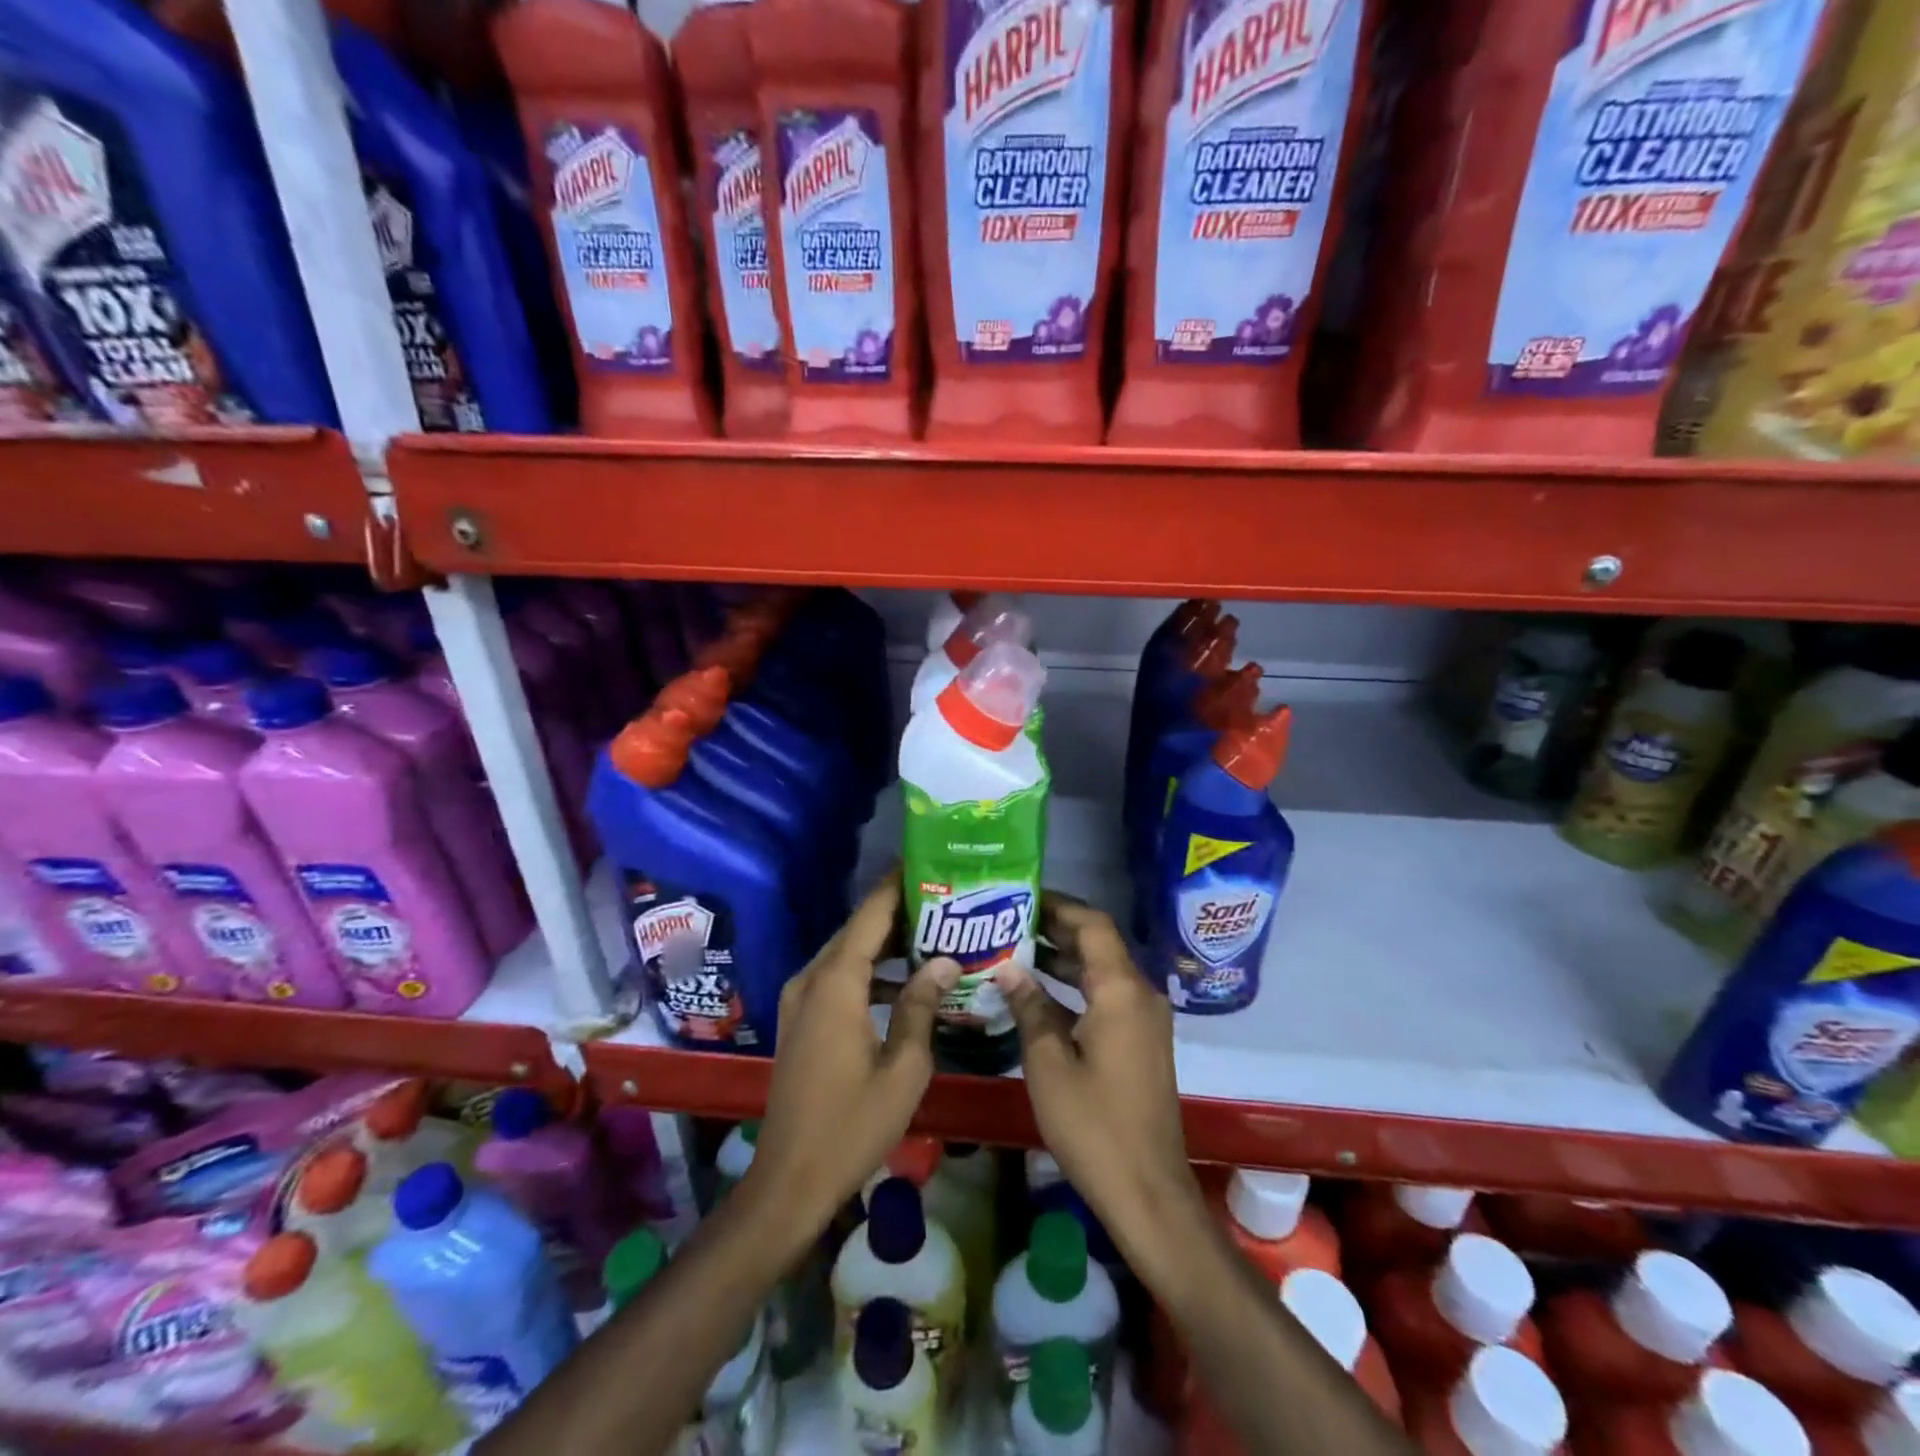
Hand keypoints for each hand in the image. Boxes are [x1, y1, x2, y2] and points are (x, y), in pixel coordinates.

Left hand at [744, 870, 959, 1233]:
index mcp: (835, 983)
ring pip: (846, 952)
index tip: (928, 861)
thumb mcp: (903, 1068)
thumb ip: (921, 1006)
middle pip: (857, 929)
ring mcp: (800, 1000)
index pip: (870, 915)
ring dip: (884, 942)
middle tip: (944, 900)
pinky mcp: (799, 1020)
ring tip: (932, 933)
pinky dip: (867, 969)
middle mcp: (811, 979)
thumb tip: (945, 960)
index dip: (898, 885)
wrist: (789, 1182)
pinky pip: (836, 976)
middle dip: (898, 911)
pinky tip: (903, 980)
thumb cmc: (851, 1126)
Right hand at [997, 894, 1204, 1273]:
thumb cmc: (1094, 1125)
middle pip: (1098, 944)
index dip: (1058, 906)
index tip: (1020, 896)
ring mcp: (1144, 1019)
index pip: (1092, 925)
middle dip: (1055, 929)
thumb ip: (1029, 1007)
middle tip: (1007, 920)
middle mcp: (1140, 994)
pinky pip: (1107, 996)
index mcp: (1121, 990)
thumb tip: (1008, 967)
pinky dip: (1075, 987)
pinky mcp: (1141, 1041)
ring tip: (1014, 948)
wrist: (1148, 1192)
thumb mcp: (1048, 1064)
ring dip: (1063, 958)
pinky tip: (1038, 993)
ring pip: (1102, 971)